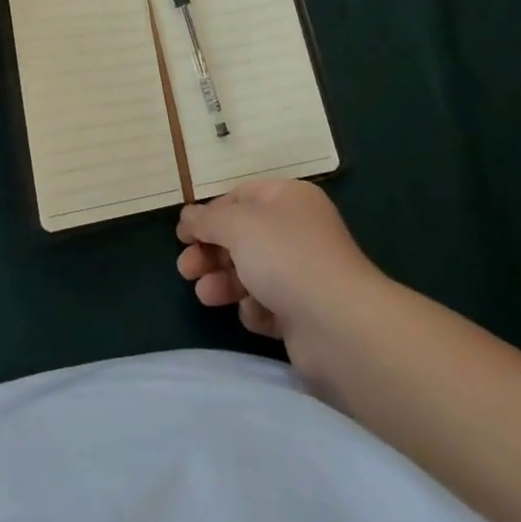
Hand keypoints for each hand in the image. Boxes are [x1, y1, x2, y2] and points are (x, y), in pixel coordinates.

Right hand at [177, 179, 384, 376]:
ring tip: (205, 294)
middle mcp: (297, 231)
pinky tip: (252, 313)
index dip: (209, 213)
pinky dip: (254, 308)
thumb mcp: (237, 225)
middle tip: (186, 269)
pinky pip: (267, 304)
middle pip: (243, 236)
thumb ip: (207, 219)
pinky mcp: (303, 312)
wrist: (337, 325)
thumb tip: (188, 216)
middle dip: (211, 252)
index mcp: (288, 199)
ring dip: (223, 281)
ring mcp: (302, 272)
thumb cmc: (285, 257)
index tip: (182, 235)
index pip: (241, 196)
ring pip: (251, 271)